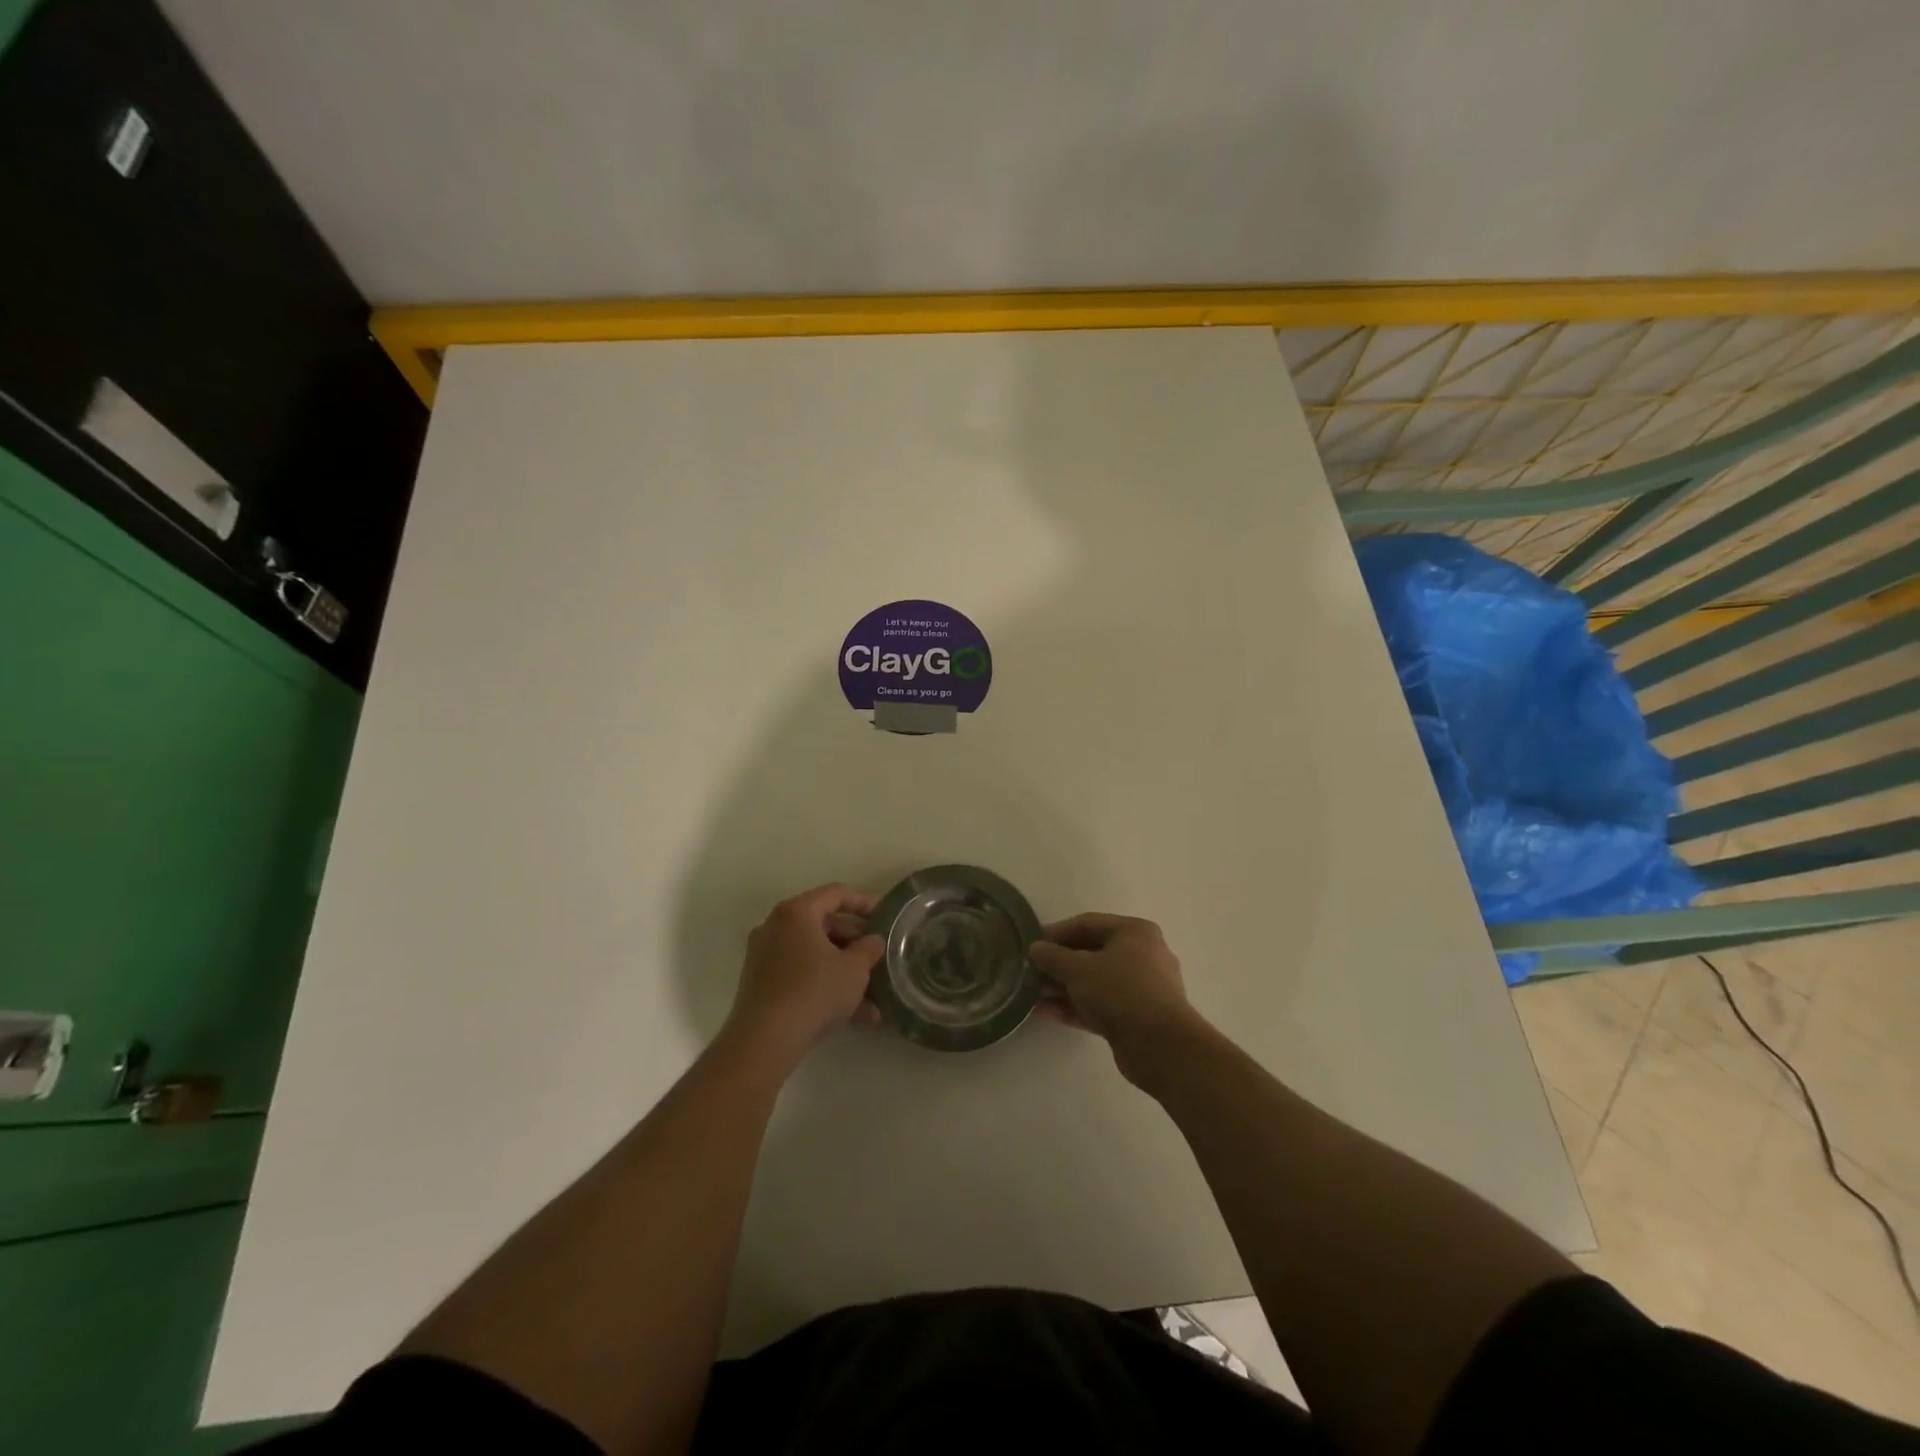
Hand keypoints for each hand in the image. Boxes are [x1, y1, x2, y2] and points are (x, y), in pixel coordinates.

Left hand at [722, 884, 884, 1068]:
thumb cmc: (814, 991)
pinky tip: (855, 1016)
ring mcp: (765, 956)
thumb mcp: (854, 969)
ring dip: (843, 971)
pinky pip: (801, 975)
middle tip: (876, 957)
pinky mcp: (761, 984)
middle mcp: (776, 927)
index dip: (863, 902)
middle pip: (823, 924)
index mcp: (796, 912)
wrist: (764, 1040)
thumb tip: (873, 940)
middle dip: (854, 943)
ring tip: (873, 997)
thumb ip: (868, 949)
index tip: (884, 916)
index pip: (835, 893)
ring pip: (813, 955)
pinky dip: (825, 986)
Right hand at [1029, 914, 1198, 1083]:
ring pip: (1095, 982)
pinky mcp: (1136, 1018)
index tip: (1031, 944)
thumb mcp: (1078, 969)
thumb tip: (1035, 949)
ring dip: (1064, 987)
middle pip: (1092, 953)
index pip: (1088, 923)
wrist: (1161, 1047)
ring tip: (1032, 993)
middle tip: (1030, 971)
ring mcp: (1141, 989)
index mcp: (1135, 932)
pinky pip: (1101, 1005)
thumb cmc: (1121, 992)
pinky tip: (1046, 1012)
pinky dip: (1076, 1007)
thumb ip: (1053, 957)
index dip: (1056, 932)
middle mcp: (1142, 955)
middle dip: (1059, 963)